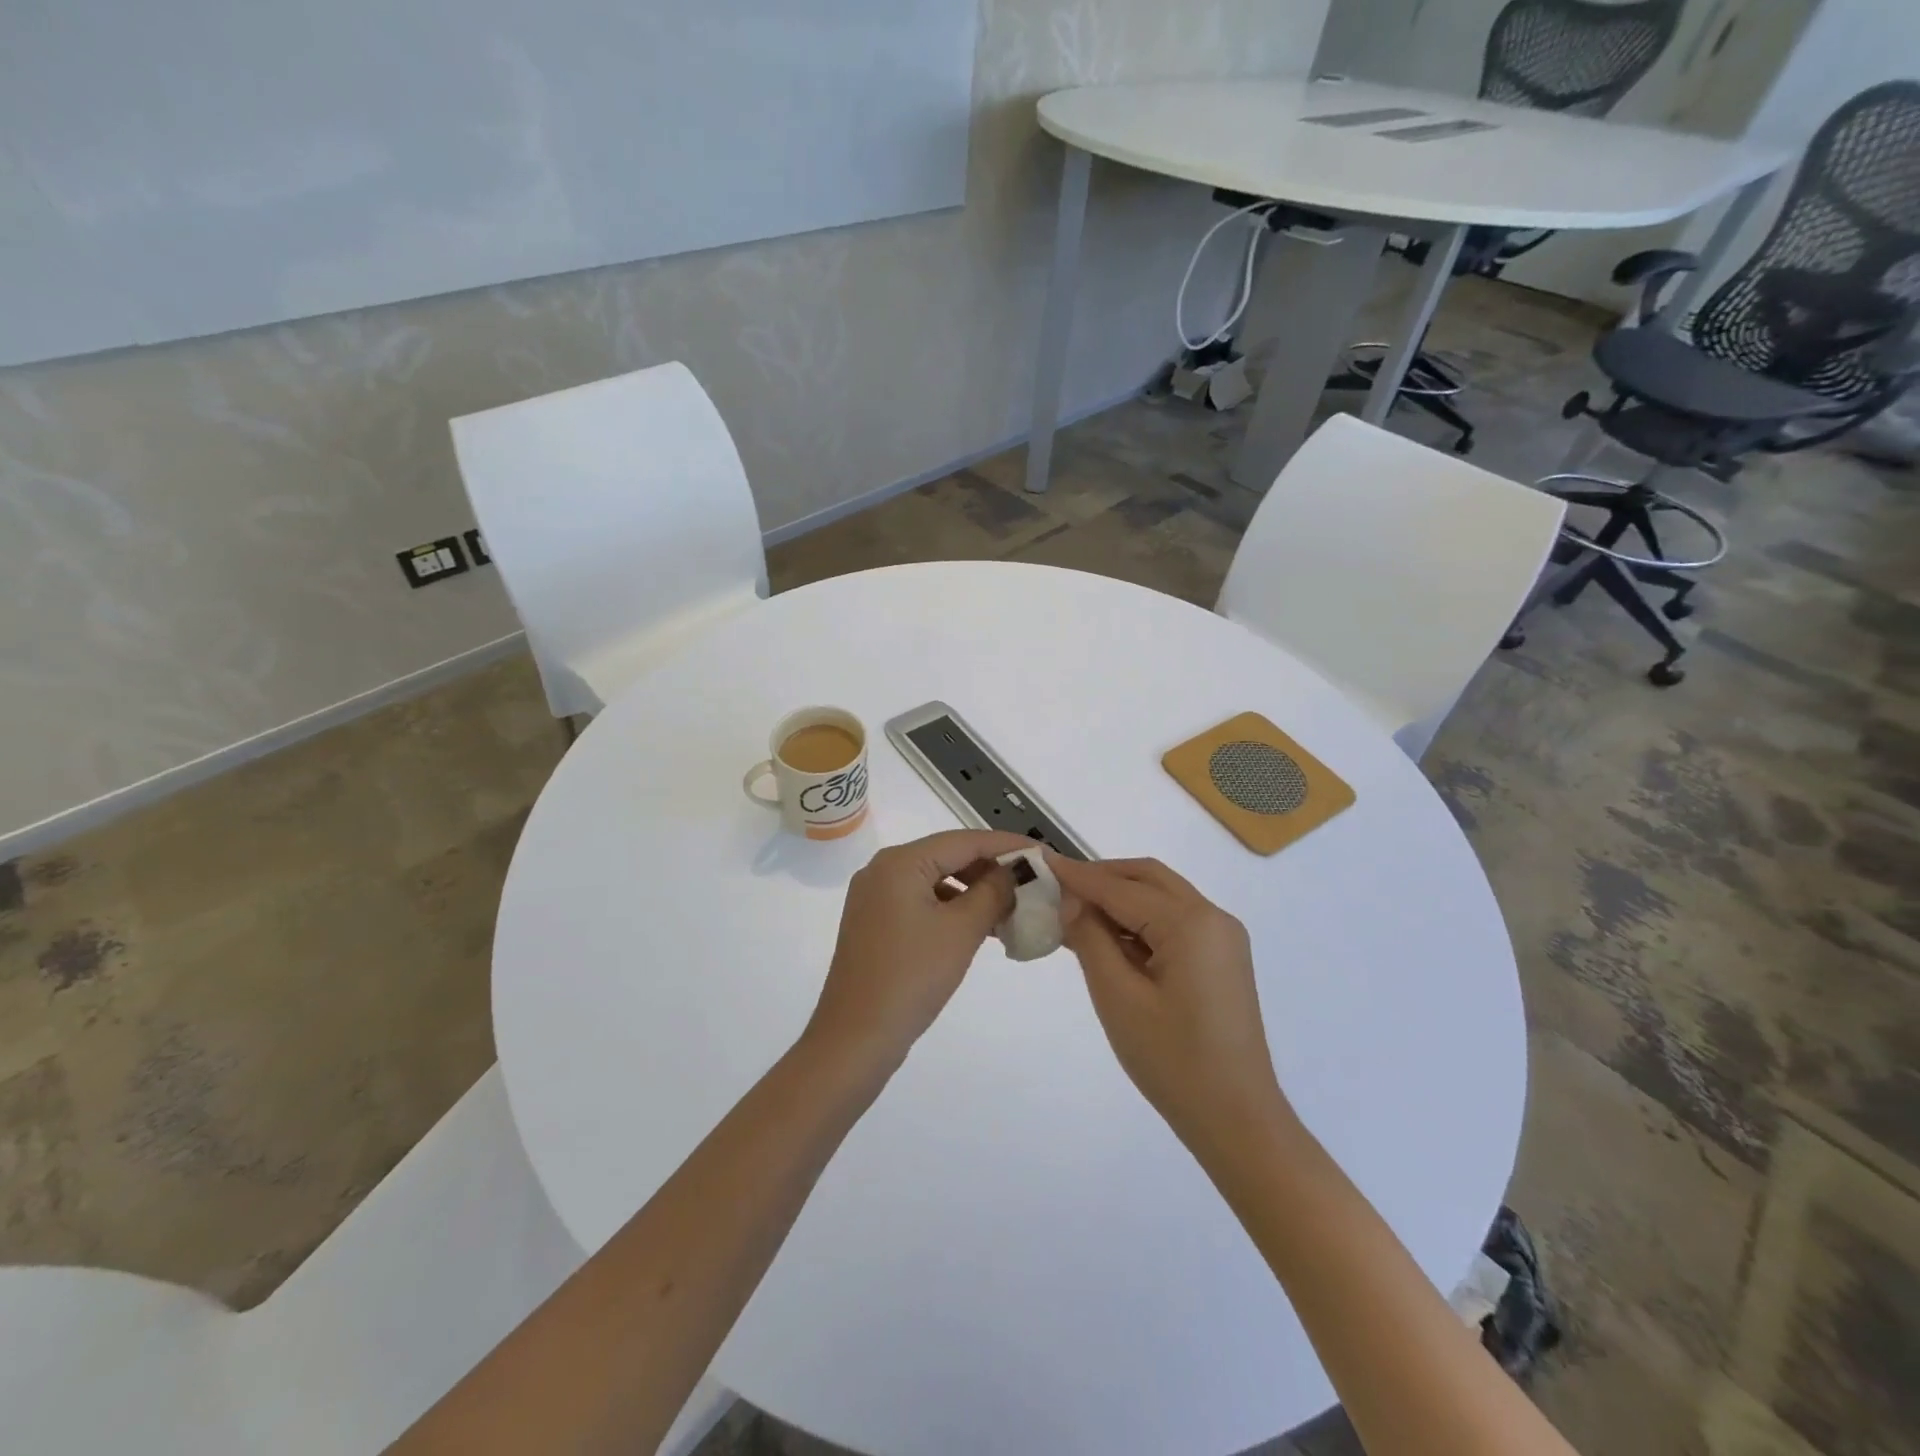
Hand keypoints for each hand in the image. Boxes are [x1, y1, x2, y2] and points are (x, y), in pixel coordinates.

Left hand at [806, 829, 1036, 1071]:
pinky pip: (922, 901)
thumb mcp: (961, 930)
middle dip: (991, 869)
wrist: (856, 1038)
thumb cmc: (911, 977)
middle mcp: (883, 869)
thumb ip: (994, 892)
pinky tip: (981, 927)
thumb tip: (1016, 870)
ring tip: (1013, 907)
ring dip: (974, 890)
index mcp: (900, 862)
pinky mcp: (876, 922)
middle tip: (1032, 882)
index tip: (1042, 854)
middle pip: (948, 856)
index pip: (964, 840)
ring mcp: (876, 897)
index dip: (1006, 845)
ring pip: (937, 880)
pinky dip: (953, 908)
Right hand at [1049, 855, 1291, 1153]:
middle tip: (1059, 887)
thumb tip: (1071, 900)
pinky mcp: (1222, 958)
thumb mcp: (1118, 998)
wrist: (1237, 1119)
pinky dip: (1141, 920)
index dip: (1078, 876)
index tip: (1041, 862)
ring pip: (1162, 897)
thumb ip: (1091, 939)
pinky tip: (1110, 939)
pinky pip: (1175, 921)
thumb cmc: (1172, 1061)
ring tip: (1076, 914)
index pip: (1122, 888)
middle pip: (1148, 879)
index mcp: (1191, 923)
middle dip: (1102, 877)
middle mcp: (1213, 917)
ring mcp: (1223, 938)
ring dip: (1120, 898)